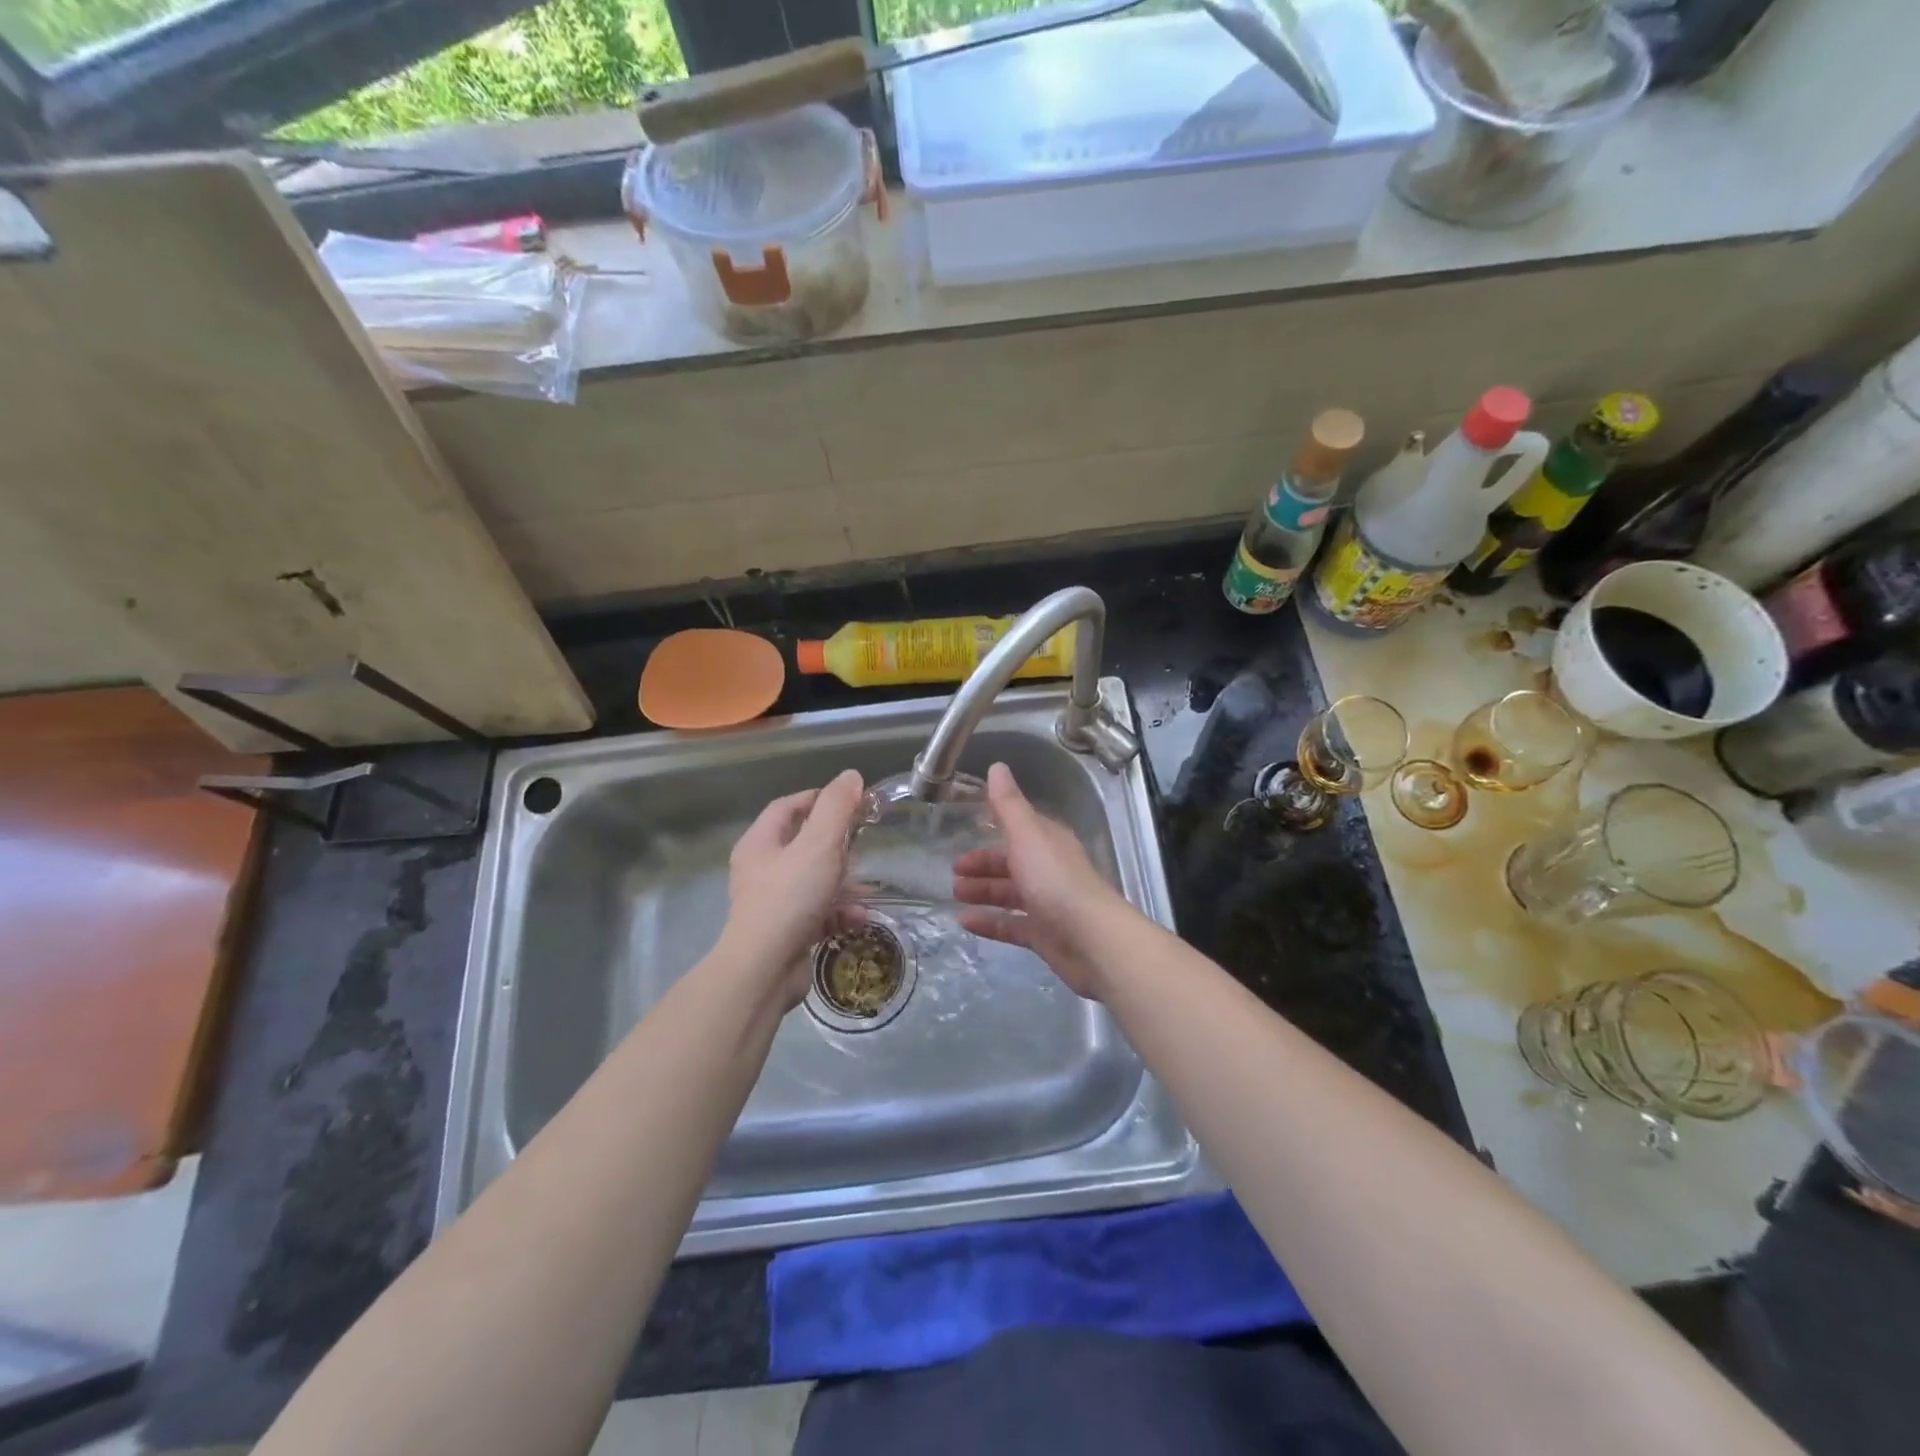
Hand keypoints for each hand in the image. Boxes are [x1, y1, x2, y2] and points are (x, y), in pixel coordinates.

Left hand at [720, 769, 865, 1001]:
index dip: (818, 798)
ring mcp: (772, 903)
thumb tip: (851, 776)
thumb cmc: (789, 898)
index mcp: (760, 843)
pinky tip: (860, 918)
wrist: (764, 970)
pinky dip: (839, 912)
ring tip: (867, 888)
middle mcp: (761, 870)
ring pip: (814, 881)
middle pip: (803, 844)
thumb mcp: (819, 845)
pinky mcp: (786, 931)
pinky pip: (817, 912)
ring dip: (844, 883)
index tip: (850, 801)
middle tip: (863, 843)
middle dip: (837, 845)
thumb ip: (836, 808)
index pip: (788, 807)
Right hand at [951, 762, 1127, 998]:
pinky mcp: (1044, 935)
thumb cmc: (1055, 880)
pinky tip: (965, 922)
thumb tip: (997, 766)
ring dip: (982, 891)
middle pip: (1011, 862)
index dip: (993, 827)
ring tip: (955, 894)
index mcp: (1047, 842)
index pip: (1019, 828)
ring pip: (1009, 893)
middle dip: (982, 864)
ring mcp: (1047, 904)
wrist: (1091, 939)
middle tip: (953, 871)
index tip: (966, 829)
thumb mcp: (1027, 835)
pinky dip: (989, 922)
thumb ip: (1008, 804)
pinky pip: (1011, 925)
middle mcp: (1048, 869)